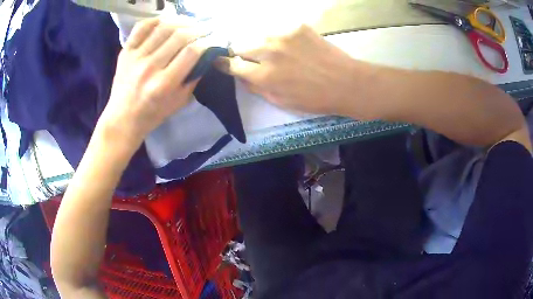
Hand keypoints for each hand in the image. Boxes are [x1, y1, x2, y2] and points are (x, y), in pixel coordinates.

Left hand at [98, 17, 208, 149]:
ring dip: (181, 21)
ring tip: (189, 23)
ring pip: (163, 28)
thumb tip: (205, 56)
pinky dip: (155, 20)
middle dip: (198, 29)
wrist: (122, 119)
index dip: (207, 42)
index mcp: (164, 84)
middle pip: (179, 36)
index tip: (213, 39)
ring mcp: (135, 57)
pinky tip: (165, 21)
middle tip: (205, 28)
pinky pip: (141, 27)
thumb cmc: (152, 115)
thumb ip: (193, 79)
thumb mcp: (179, 103)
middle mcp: (149, 67)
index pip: (192, 52)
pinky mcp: (125, 52)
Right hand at [216, 25, 376, 118]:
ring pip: (257, 34)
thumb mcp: (280, 102)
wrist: (346, 83)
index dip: (224, 64)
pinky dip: (279, 37)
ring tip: (274, 51)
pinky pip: (277, 29)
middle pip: (239, 44)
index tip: (223, 63)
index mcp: (264, 75)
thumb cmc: (314, 99)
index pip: (231, 64)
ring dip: (260, 43)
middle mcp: (269, 51)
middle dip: (241, 52)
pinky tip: (291, 45)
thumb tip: (241, 75)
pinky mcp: (297, 26)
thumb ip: (256, 87)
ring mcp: (283, 35)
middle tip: (252, 58)